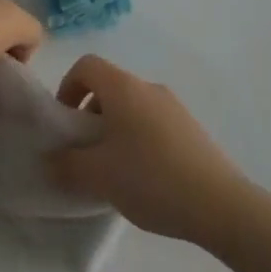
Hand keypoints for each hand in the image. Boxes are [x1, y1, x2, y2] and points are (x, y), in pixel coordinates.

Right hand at [48, 55, 250, 246]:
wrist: (221, 205)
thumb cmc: (151, 179)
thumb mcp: (99, 176)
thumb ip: (66, 164)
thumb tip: (49, 159)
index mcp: (123, 88)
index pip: (86, 66)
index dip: (68, 87)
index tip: (65, 123)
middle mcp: (148, 87)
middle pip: (109, 87)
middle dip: (90, 114)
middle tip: (86, 152)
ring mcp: (174, 107)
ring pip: (132, 107)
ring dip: (115, 129)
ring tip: (114, 171)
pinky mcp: (191, 129)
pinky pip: (153, 123)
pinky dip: (139, 140)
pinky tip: (145, 179)